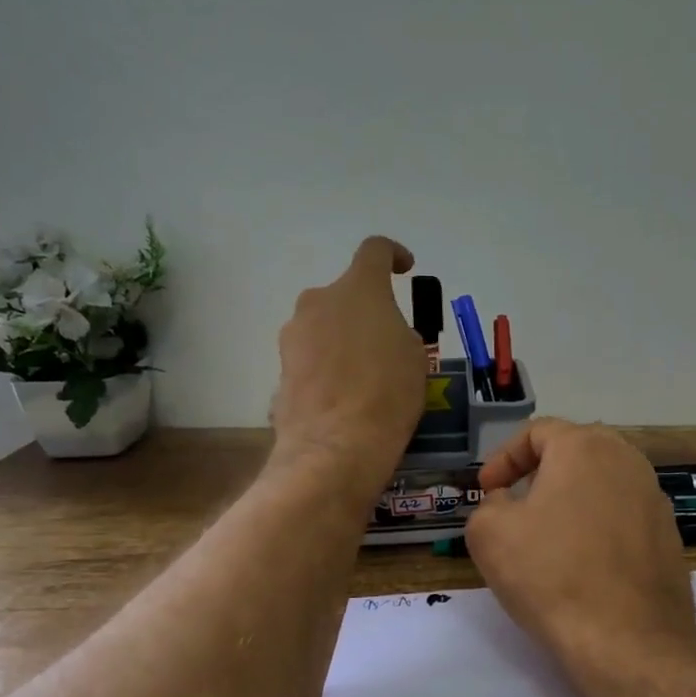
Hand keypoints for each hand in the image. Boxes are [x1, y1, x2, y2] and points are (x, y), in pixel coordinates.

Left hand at [271, 237, 426, 502]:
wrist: (337, 445)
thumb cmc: (389, 393)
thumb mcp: (415, 356)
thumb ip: (397, 331)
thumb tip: (381, 336)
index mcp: (359, 289)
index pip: (374, 250)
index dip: (393, 255)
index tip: (404, 270)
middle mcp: (318, 301)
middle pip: (345, 295)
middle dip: (365, 312)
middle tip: (386, 344)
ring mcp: (293, 335)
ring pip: (324, 327)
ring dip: (343, 341)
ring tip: (364, 378)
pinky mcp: (280, 368)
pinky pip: (310, 358)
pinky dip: (326, 369)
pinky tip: (342, 399)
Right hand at [466, 419, 695, 669]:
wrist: (629, 639)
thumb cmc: (552, 574)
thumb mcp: (489, 534)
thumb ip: (488, 504)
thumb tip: (506, 502)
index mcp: (586, 446)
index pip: (538, 431)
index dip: (504, 457)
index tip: (487, 490)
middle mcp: (628, 460)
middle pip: (575, 451)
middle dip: (539, 472)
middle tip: (516, 502)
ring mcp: (655, 497)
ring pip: (602, 483)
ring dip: (571, 498)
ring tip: (547, 534)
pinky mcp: (669, 535)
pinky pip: (623, 515)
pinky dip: (598, 526)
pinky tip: (583, 562)